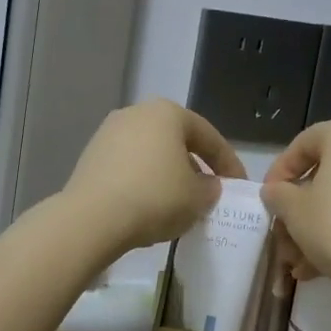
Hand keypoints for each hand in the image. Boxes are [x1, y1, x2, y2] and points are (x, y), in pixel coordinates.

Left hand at [60, 99, 246, 257]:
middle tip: (209, 192)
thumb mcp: (198, 197)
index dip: (228, 162)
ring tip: (179, 202)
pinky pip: (128, 167)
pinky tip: (149, 206)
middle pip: (176, 141)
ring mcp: (108, 133)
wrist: (91, 218)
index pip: (208, 136)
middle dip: (195, 166)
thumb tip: (206, 185)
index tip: (239, 186)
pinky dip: (143, 182)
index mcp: (167, 112)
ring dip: (168, 174)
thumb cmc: (155, 197)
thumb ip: (211, 188)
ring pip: (151, 154)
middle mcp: (136, 113)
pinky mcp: (90, 156)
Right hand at [262, 117, 330, 304]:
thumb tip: (277, 191)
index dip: (279, 173)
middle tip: (284, 236)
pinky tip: (328, 266)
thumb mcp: (294, 211)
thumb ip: (278, 194)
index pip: (302, 144)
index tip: (267, 201)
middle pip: (327, 173)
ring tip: (302, 263)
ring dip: (321, 225)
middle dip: (301, 208)